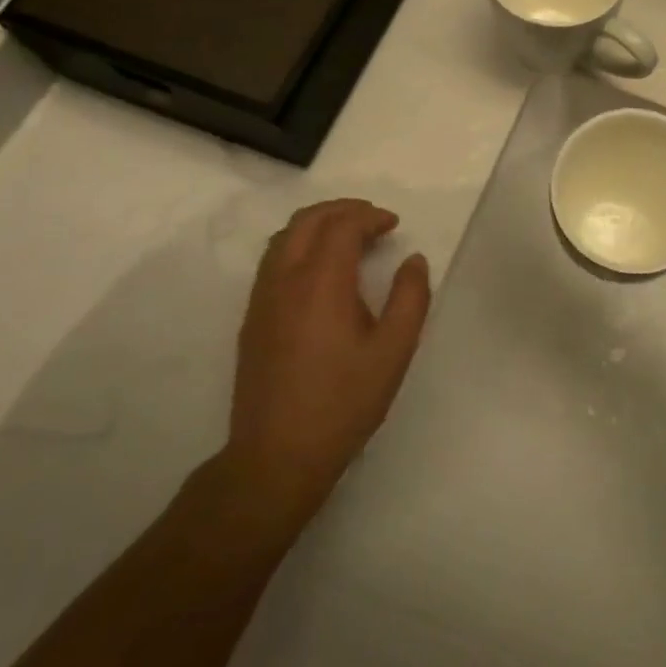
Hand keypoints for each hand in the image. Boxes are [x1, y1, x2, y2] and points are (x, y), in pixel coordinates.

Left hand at [217, 199, 431, 521]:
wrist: (277, 456)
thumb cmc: (343, 402)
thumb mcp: (394, 351)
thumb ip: (410, 297)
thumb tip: (413, 261)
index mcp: (321, 283)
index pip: (342, 225)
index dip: (370, 217)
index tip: (394, 225)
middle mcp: (285, 280)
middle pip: (308, 220)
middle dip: (343, 210)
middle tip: (373, 220)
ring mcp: (262, 298)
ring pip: (285, 237)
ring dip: (318, 225)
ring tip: (349, 238)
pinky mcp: (252, 318)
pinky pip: (273, 260)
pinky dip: (300, 245)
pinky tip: (322, 270)